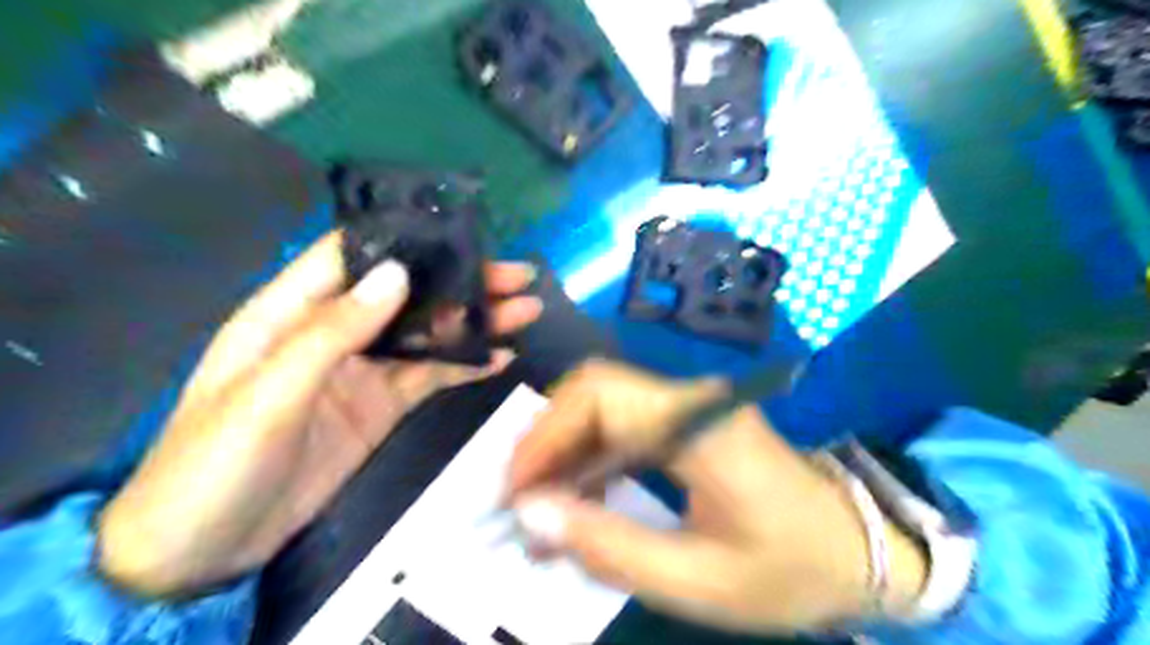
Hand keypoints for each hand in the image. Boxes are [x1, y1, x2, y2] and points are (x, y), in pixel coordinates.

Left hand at [97, 232, 543, 599]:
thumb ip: (331, 333)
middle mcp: (335, 331)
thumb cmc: (215, 462)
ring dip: (475, 322)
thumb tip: (398, 274)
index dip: (405, 239)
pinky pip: (432, 376)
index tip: (462, 233)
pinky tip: (502, 358)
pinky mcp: (383, 406)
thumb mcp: (268, 394)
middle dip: (462, 282)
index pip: (354, 255)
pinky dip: (467, 365)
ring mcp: (364, 371)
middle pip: (407, 294)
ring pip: (428, 334)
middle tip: (518, 276)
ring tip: (526, 310)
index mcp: (293, 311)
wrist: (205, 548)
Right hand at [505, 362, 922, 635]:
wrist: (858, 551)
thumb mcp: (698, 580)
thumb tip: (533, 515)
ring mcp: (690, 407)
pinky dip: (591, 456)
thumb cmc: (789, 571)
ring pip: (604, 404)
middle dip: (547, 438)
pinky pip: (624, 424)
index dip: (544, 436)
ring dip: (566, 449)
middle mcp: (690, 400)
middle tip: (522, 497)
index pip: (600, 398)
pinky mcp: (689, 423)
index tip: (514, 491)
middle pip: (595, 389)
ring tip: (544, 507)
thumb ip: (610, 547)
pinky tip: (581, 498)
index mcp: (698, 426)